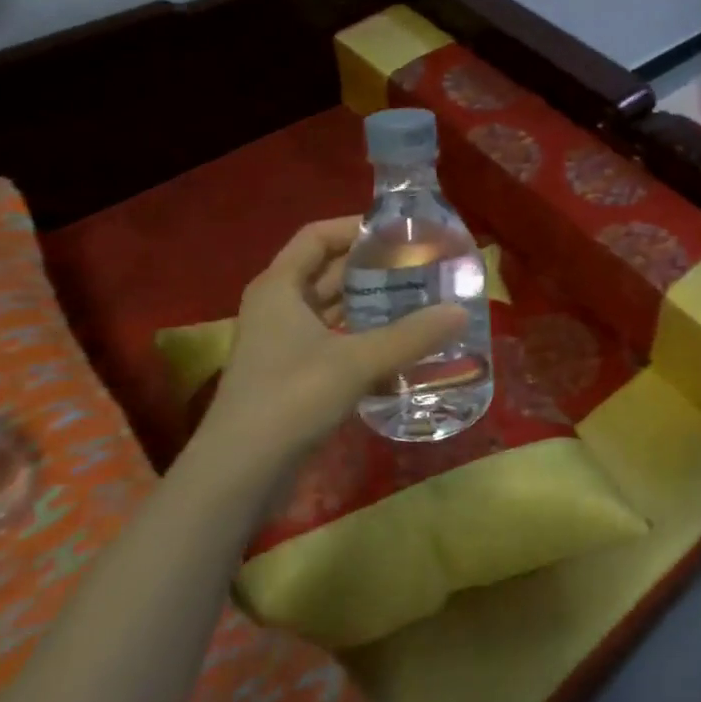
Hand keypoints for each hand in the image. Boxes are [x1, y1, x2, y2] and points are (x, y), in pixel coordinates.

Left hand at [197, 217, 466, 471]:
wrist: (240, 474)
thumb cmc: (291, 398)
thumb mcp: (356, 361)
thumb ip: (411, 336)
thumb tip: (461, 312)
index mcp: (280, 286)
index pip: (317, 235)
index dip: (356, 227)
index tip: (399, 232)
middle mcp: (278, 307)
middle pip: (327, 271)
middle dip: (372, 268)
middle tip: (421, 267)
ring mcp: (282, 343)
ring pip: (332, 310)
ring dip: (370, 305)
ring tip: (418, 301)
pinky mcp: (292, 376)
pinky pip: (333, 342)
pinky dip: (363, 339)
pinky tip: (400, 348)